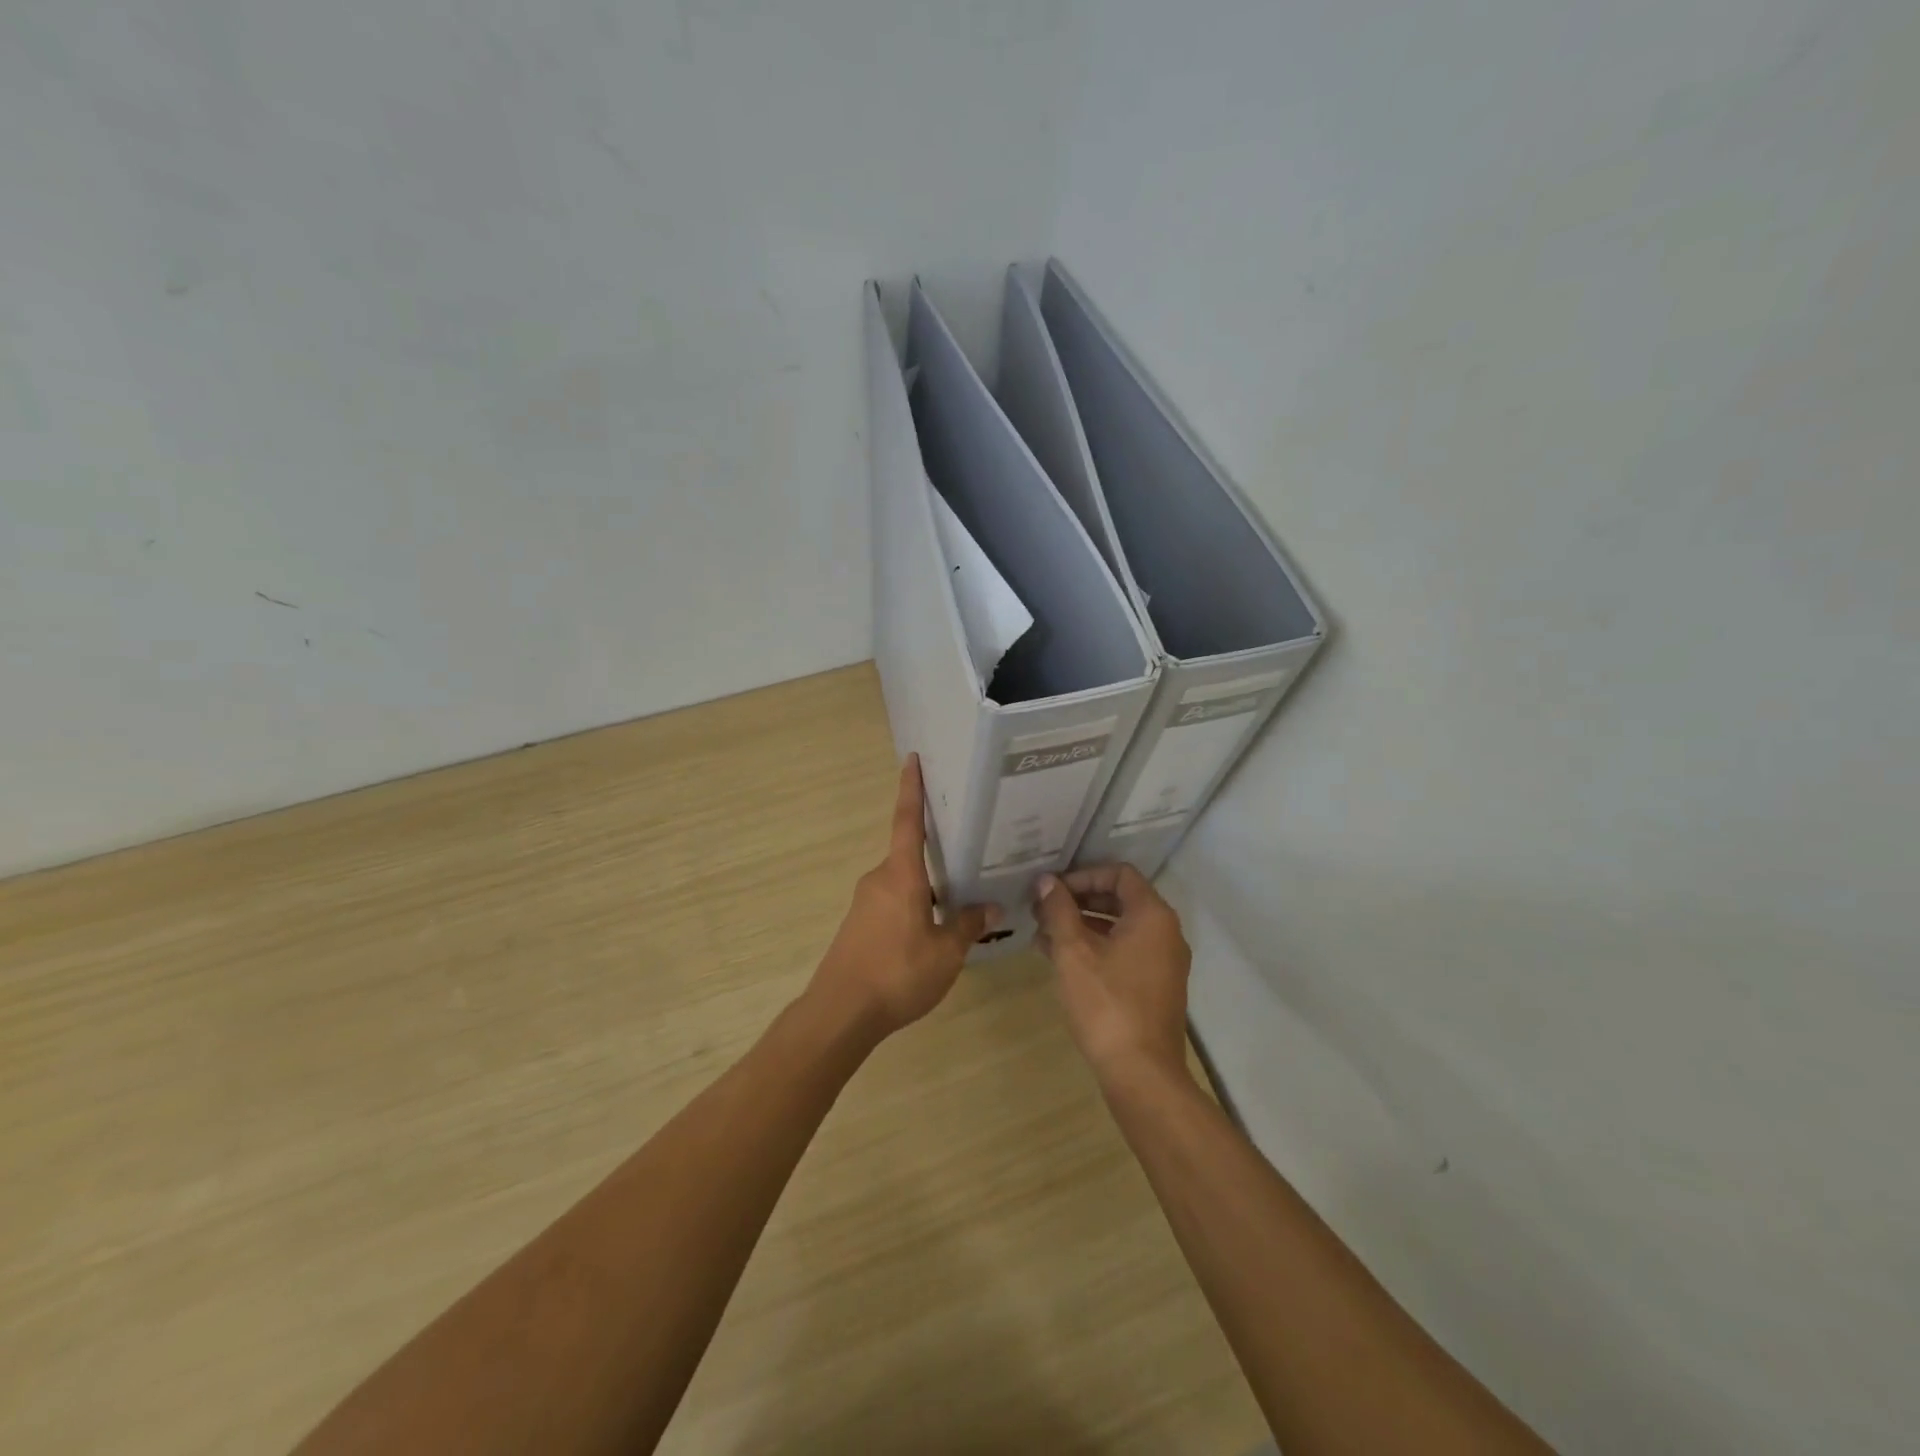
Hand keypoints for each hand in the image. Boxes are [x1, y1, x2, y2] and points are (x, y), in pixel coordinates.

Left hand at [811, 755, 1000, 1036]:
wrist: (841, 1012)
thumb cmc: (897, 973)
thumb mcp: (945, 952)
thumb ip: (968, 925)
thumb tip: (991, 906)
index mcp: (901, 875)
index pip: (907, 821)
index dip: (911, 789)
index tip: (912, 759)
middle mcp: (879, 879)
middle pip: (910, 855)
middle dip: (937, 854)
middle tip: (969, 851)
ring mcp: (865, 902)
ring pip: (904, 883)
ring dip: (928, 888)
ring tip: (960, 898)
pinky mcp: (859, 925)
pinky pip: (893, 903)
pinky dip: (915, 906)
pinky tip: (933, 930)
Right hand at [1033, 864, 1192, 1087]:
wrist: (1142, 1074)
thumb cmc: (1106, 1003)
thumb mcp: (1073, 951)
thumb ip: (1058, 910)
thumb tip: (1046, 881)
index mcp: (1152, 916)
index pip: (1119, 873)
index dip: (1082, 875)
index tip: (1051, 890)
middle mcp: (1165, 933)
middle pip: (1119, 899)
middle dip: (1077, 901)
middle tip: (1041, 909)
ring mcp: (1163, 962)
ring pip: (1118, 928)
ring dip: (1081, 926)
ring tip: (1041, 934)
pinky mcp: (1155, 987)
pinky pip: (1123, 953)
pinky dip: (1094, 949)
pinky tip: (1059, 960)